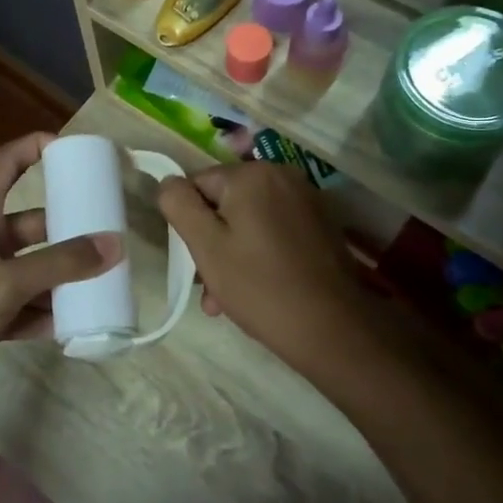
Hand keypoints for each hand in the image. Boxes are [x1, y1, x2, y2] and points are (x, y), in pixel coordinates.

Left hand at [0, 133, 119, 408]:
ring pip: (33, 269)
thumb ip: (58, 265)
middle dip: (69, 227)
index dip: (37, 146)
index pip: (7, 162)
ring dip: (63, 276)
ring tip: (106, 280)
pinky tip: (78, 322)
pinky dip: (47, 313)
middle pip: (32, 223)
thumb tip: (114, 245)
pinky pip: (24, 307)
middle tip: (112, 231)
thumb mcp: (2, 283)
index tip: (77, 149)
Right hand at [157, 162, 386, 379]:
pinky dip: (260, 253)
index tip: (194, 262)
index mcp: (252, 174)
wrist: (333, 328)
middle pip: (225, 203)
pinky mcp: (321, 224)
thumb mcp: (206, 246)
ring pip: (249, 221)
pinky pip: (275, 231)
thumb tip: (169, 182)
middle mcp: (282, 175)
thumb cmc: (260, 286)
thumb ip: (179, 205)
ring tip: (227, 300)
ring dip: (233, 254)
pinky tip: (257, 289)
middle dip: (212, 242)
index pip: (197, 185)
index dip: (189, 223)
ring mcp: (306, 200)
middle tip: (210, 288)